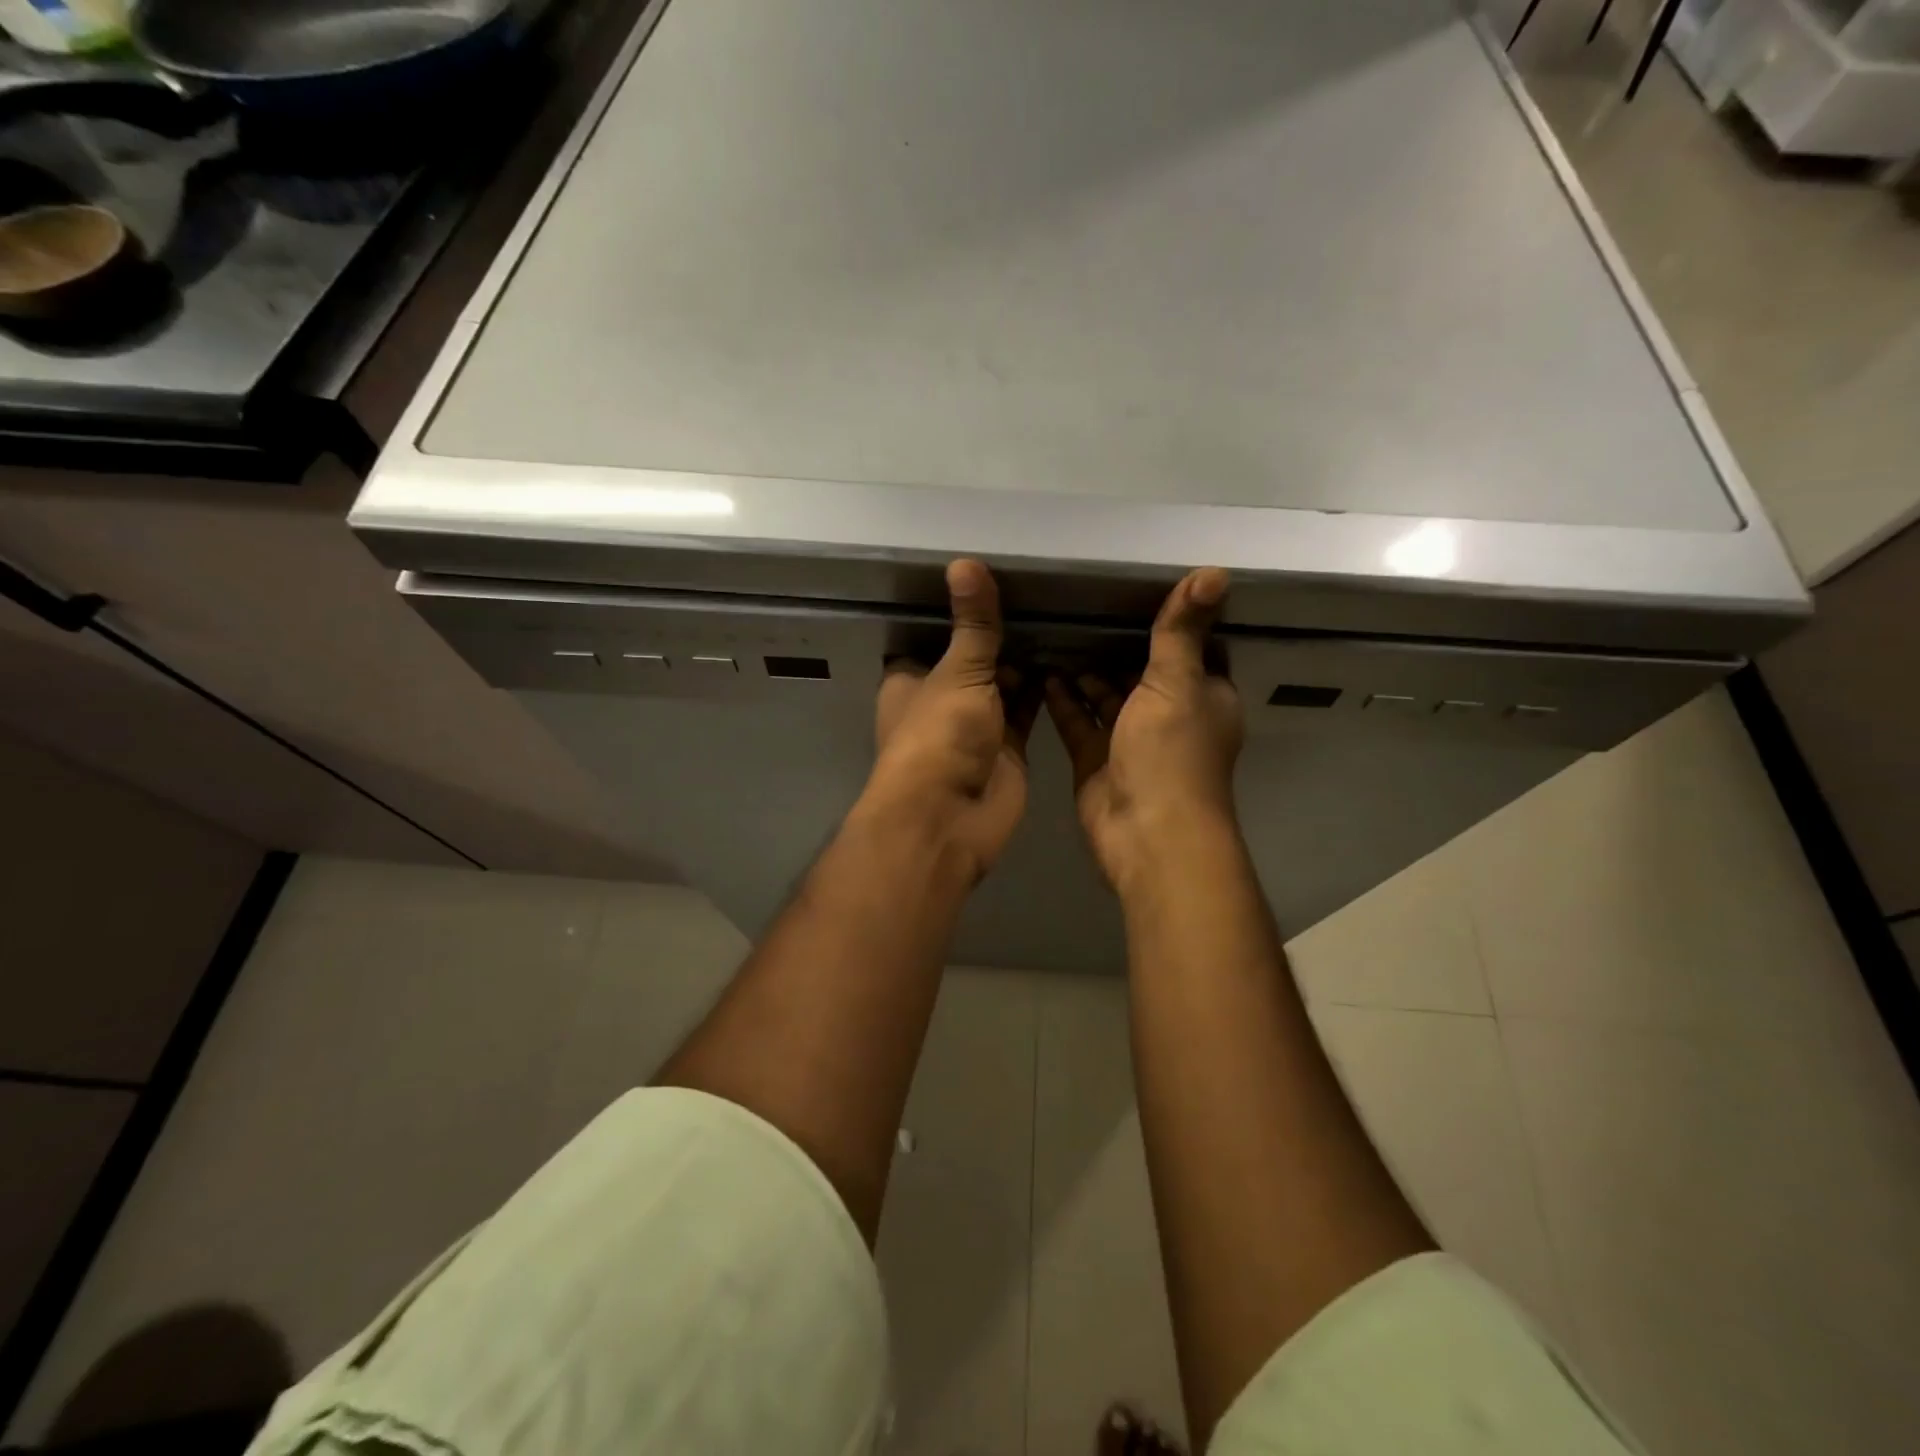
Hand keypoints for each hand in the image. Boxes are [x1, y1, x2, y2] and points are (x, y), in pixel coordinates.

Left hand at [861, 559, 1039, 882]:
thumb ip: (972, 623)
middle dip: (999, 634)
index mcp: (911, 679)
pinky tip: (1071, 652)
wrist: (951, 817)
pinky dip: (1045, 687)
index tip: (989, 578)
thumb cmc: (939, 736)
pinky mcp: (1008, 746)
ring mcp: (976, 725)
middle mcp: (941, 700)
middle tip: (1042, 590)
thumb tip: (965, 561)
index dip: (954, 613)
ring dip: (1026, 658)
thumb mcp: (956, 671)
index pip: (930, 636)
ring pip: (1004, 683)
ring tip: (1063, 612)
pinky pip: (1028, 708)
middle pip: (972, 659)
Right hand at [1044, 567, 1243, 893]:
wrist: (1145, 833)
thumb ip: (1181, 630)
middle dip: (1116, 644)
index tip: (1135, 587)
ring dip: (1085, 671)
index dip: (1169, 621)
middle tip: (1079, 605)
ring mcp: (1129, 739)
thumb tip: (1216, 570)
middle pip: (1141, 671)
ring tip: (1054, 632)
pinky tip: (1043, 671)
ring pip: (1105, 696)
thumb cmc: (1171, 753)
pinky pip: (1078, 721)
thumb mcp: (1178, 683)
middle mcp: (1169, 714)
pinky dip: (1063, 699)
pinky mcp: (1096, 759)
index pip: (1191, 648)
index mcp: (1203, 695)